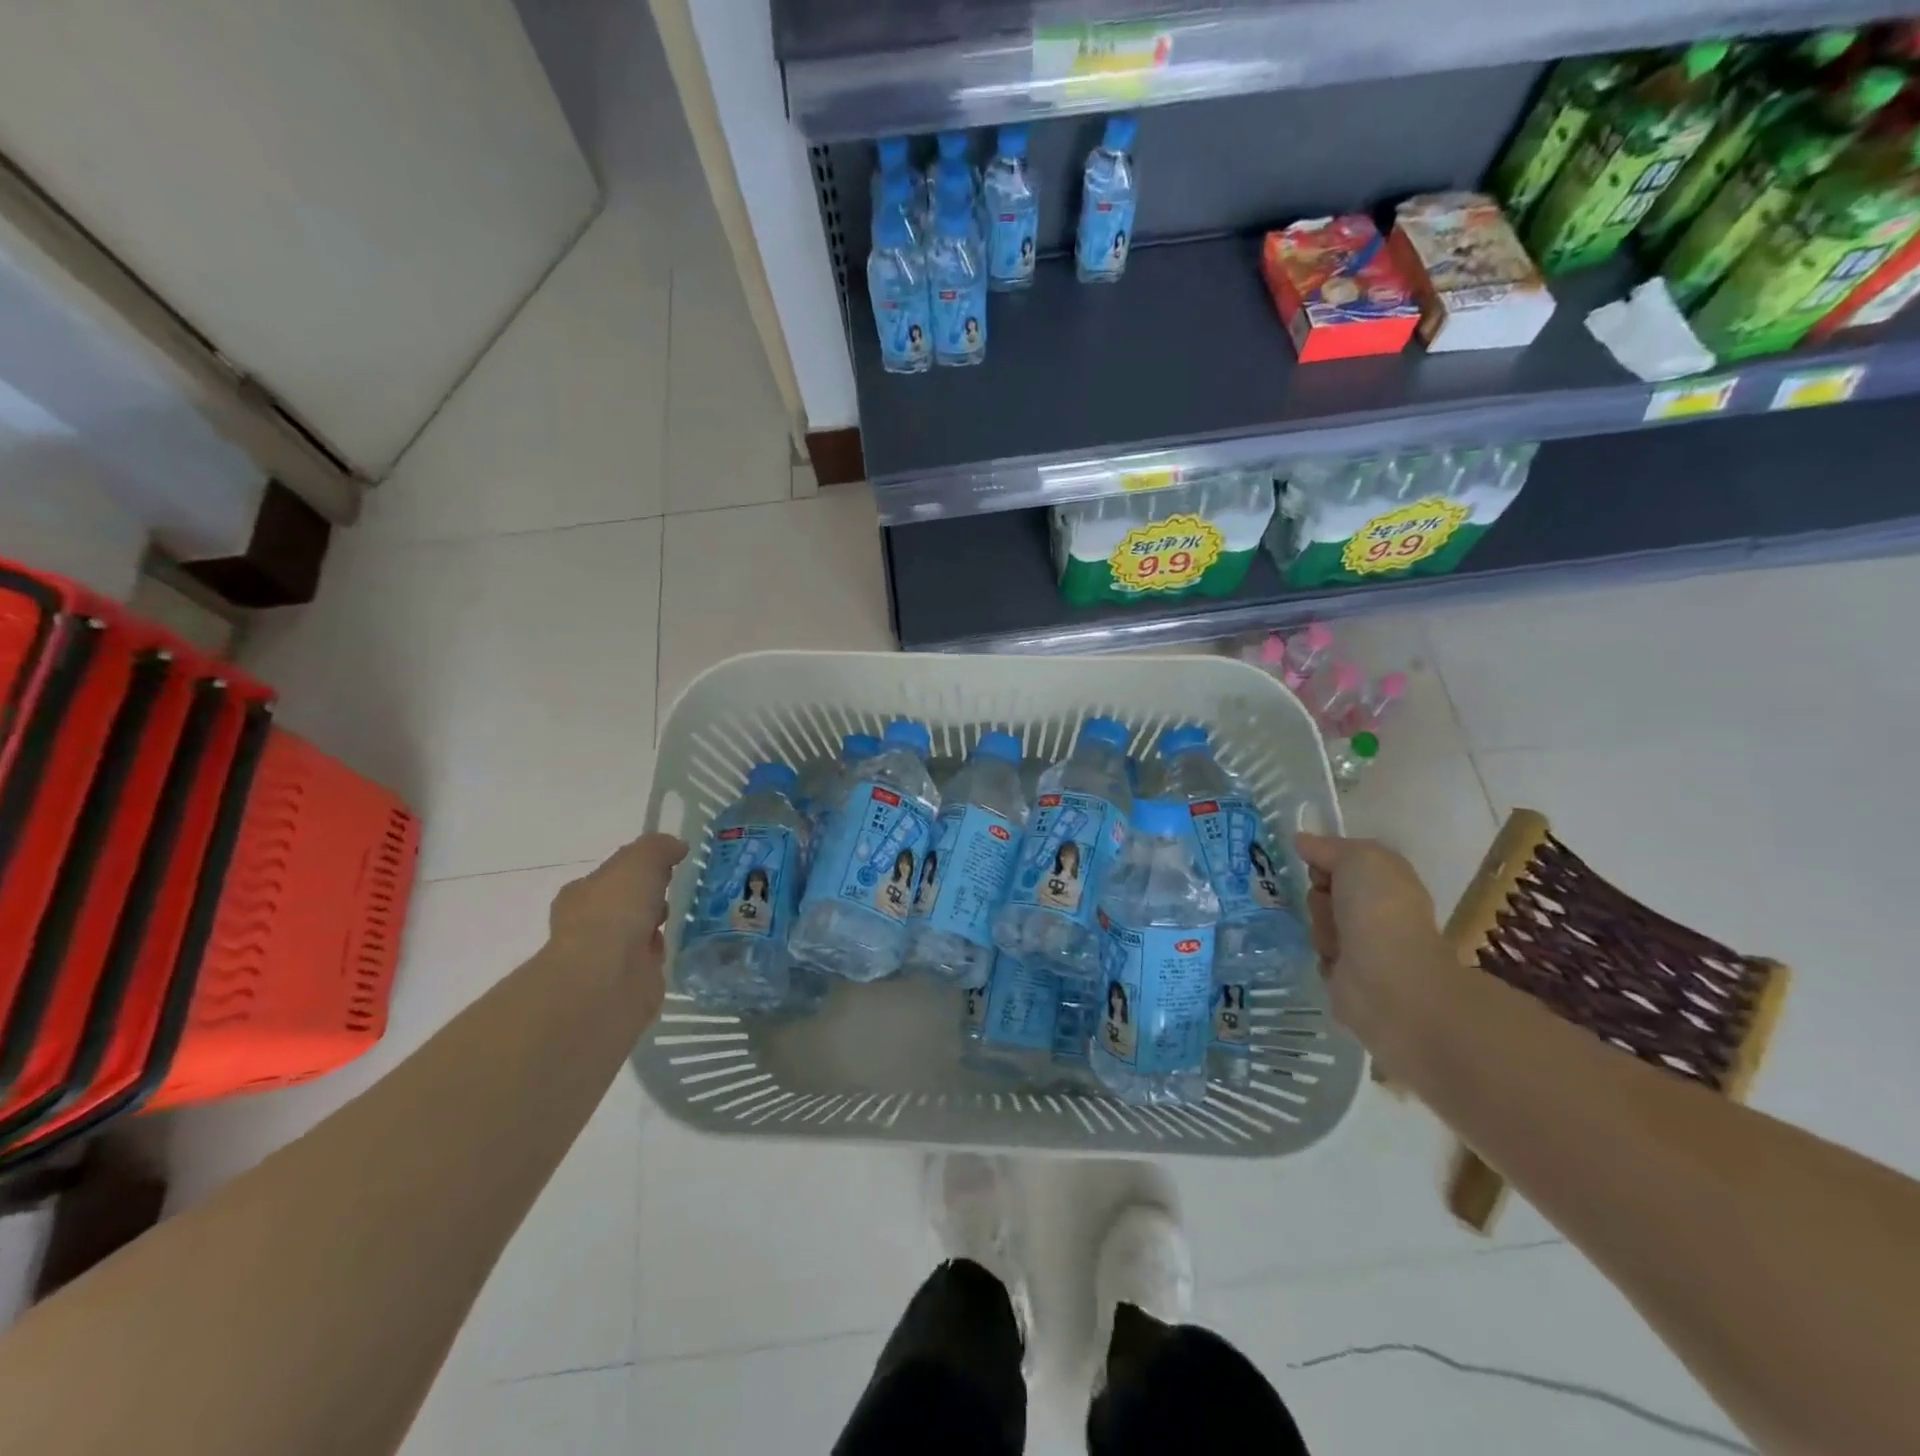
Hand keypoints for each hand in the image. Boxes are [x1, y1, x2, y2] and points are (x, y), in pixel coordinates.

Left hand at [549, 833, 686, 1011]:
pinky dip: (665, 953)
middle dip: (651, 899)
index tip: (669, 867)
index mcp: (582, 894)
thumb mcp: (640, 860)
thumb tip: (676, 846)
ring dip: (659, 927)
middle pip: (626, 905)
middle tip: (682, 892)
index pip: (612, 876)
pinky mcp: (627, 982)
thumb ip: (658, 848)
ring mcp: (607, 956)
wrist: (607, 977)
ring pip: (639, 933)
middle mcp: (588, 924)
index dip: (639, 870)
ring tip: (692, 916)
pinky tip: (684, 945)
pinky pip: (651, 960)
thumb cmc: (615, 910)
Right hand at [1294, 832, 1449, 1056]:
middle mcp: (1379, 909)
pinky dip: (1323, 954)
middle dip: (1319, 897)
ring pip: (1320, 922)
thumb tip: (1302, 840)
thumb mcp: (1358, 858)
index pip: (1343, 862)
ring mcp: (1366, 942)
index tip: (1317, 870)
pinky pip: (1319, 952)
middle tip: (1329, 906)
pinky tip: (1335, 961)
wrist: (1387, 977)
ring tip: (1335, 941)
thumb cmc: (1378, 909)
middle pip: (1326, 892)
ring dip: (1320, 928)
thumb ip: (1328, 847)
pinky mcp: (1351, 973)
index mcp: (1389, 880)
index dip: (1324, 862)